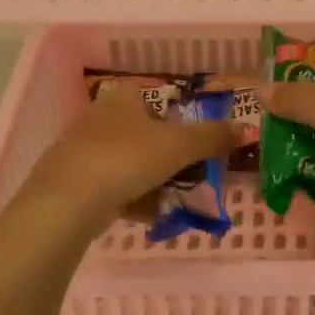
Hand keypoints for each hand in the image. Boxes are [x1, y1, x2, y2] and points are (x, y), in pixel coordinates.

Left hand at [25, 79, 239, 231]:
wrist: (66, 202)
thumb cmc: (126, 159)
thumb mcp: (179, 145)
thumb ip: (213, 137)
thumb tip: (247, 129)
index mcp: (123, 98)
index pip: (158, 100)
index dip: (180, 122)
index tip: (197, 146)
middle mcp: (99, 117)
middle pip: (145, 135)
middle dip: (170, 159)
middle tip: (192, 178)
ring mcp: (82, 150)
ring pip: (129, 164)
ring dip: (154, 183)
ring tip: (175, 202)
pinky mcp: (72, 182)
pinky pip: (113, 188)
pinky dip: (133, 200)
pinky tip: (150, 216)